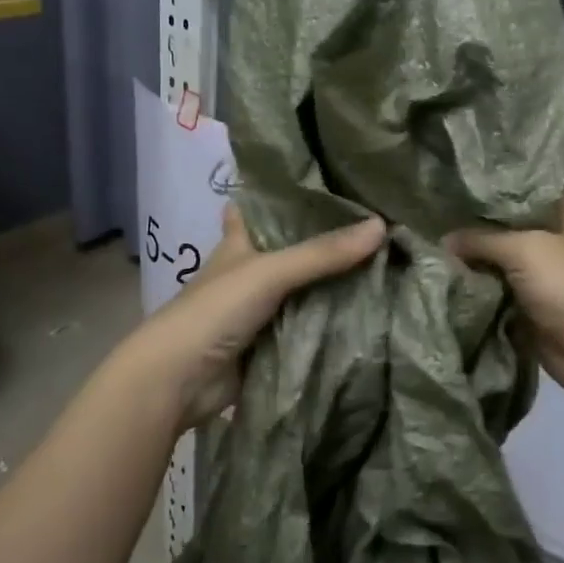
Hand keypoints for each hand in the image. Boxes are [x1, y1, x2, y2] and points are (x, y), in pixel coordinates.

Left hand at [122, 205, 385, 431]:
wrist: (179, 380)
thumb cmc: (215, 310)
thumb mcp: (270, 272)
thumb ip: (323, 253)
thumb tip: (382, 225)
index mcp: (238, 245)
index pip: (256, 210)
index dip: (279, 196)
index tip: (320, 182)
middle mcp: (248, 273)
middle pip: (290, 251)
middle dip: (324, 242)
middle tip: (375, 223)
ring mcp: (258, 311)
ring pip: (302, 290)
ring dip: (332, 284)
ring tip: (383, 262)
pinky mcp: (268, 345)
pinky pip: (306, 327)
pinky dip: (329, 321)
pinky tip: (367, 311)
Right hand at [447, 187, 563, 405]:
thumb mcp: (524, 250)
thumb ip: (480, 239)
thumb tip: (443, 240)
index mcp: (563, 208)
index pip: (526, 179)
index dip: (494, 174)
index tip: (456, 171)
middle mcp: (551, 234)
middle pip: (505, 219)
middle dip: (472, 217)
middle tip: (430, 206)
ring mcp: (539, 270)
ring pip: (496, 255)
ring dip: (469, 254)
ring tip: (426, 237)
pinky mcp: (527, 301)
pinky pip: (493, 287)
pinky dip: (473, 285)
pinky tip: (439, 273)